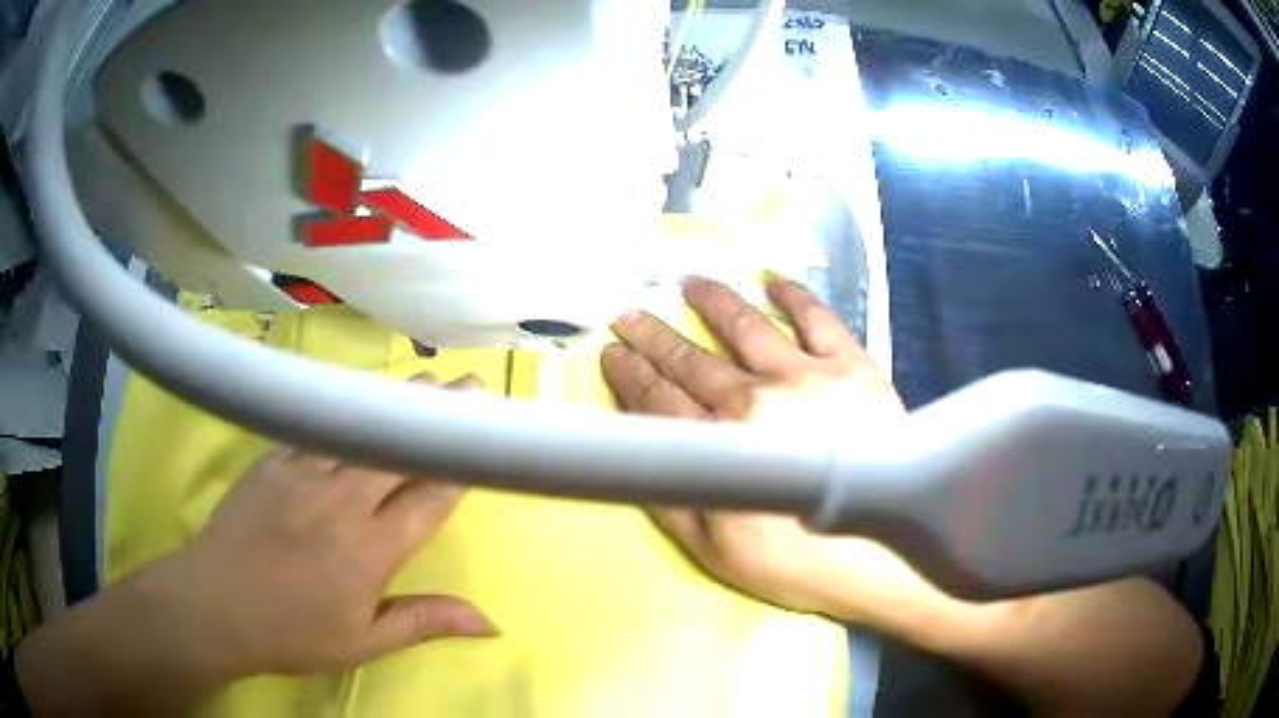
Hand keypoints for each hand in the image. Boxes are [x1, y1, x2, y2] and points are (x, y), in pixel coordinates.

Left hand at [159, 373, 498, 677]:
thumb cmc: (291, 633)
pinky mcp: (272, 459)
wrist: (214, 605)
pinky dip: (344, 412)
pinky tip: (357, 400)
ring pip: (359, 429)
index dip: (460, 467)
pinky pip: (315, 427)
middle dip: (438, 419)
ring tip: (427, 382)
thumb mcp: (362, 643)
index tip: (488, 438)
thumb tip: (490, 621)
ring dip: (396, 406)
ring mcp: (302, 473)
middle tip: (470, 389)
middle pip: (399, 450)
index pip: (428, 499)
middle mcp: (341, 502)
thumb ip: (423, 621)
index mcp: (369, 551)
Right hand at [602, 279, 1212, 717]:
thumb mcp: (712, 548)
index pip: (658, 399)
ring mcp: (807, 375)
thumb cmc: (795, 561)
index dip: (629, 374)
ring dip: (712, 301)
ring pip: (746, 326)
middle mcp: (755, 397)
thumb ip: (668, 493)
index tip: (609, 351)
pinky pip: (819, 319)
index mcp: (718, 443)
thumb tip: (634, 445)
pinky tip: (774, 278)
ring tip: (688, 281)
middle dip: (653, 335)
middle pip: (692, 359)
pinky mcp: (852, 367)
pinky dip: (795, 295)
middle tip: (627, 312)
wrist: (884, 553)